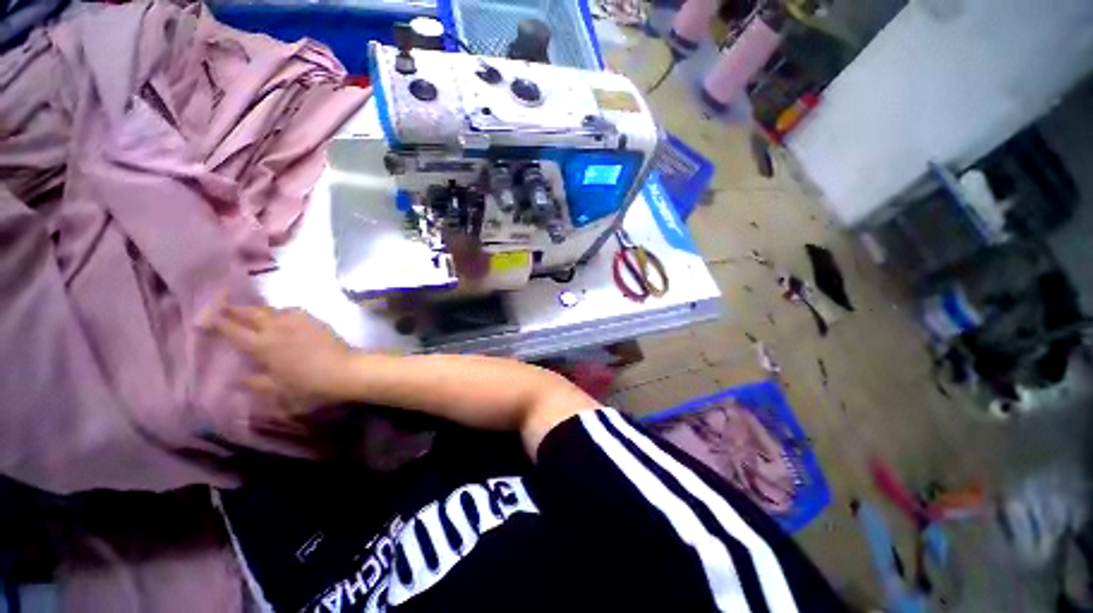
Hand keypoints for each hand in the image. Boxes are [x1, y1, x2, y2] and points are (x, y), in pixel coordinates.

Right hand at [212, 306, 353, 409]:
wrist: (345, 370)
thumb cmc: (309, 383)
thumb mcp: (278, 389)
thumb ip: (255, 383)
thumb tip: (236, 380)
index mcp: (263, 345)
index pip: (233, 330)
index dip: (217, 323)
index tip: (203, 318)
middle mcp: (277, 327)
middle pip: (251, 313)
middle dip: (234, 309)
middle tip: (221, 307)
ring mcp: (297, 320)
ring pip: (271, 309)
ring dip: (257, 310)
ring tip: (249, 313)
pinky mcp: (314, 319)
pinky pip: (291, 311)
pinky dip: (279, 312)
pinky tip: (280, 318)